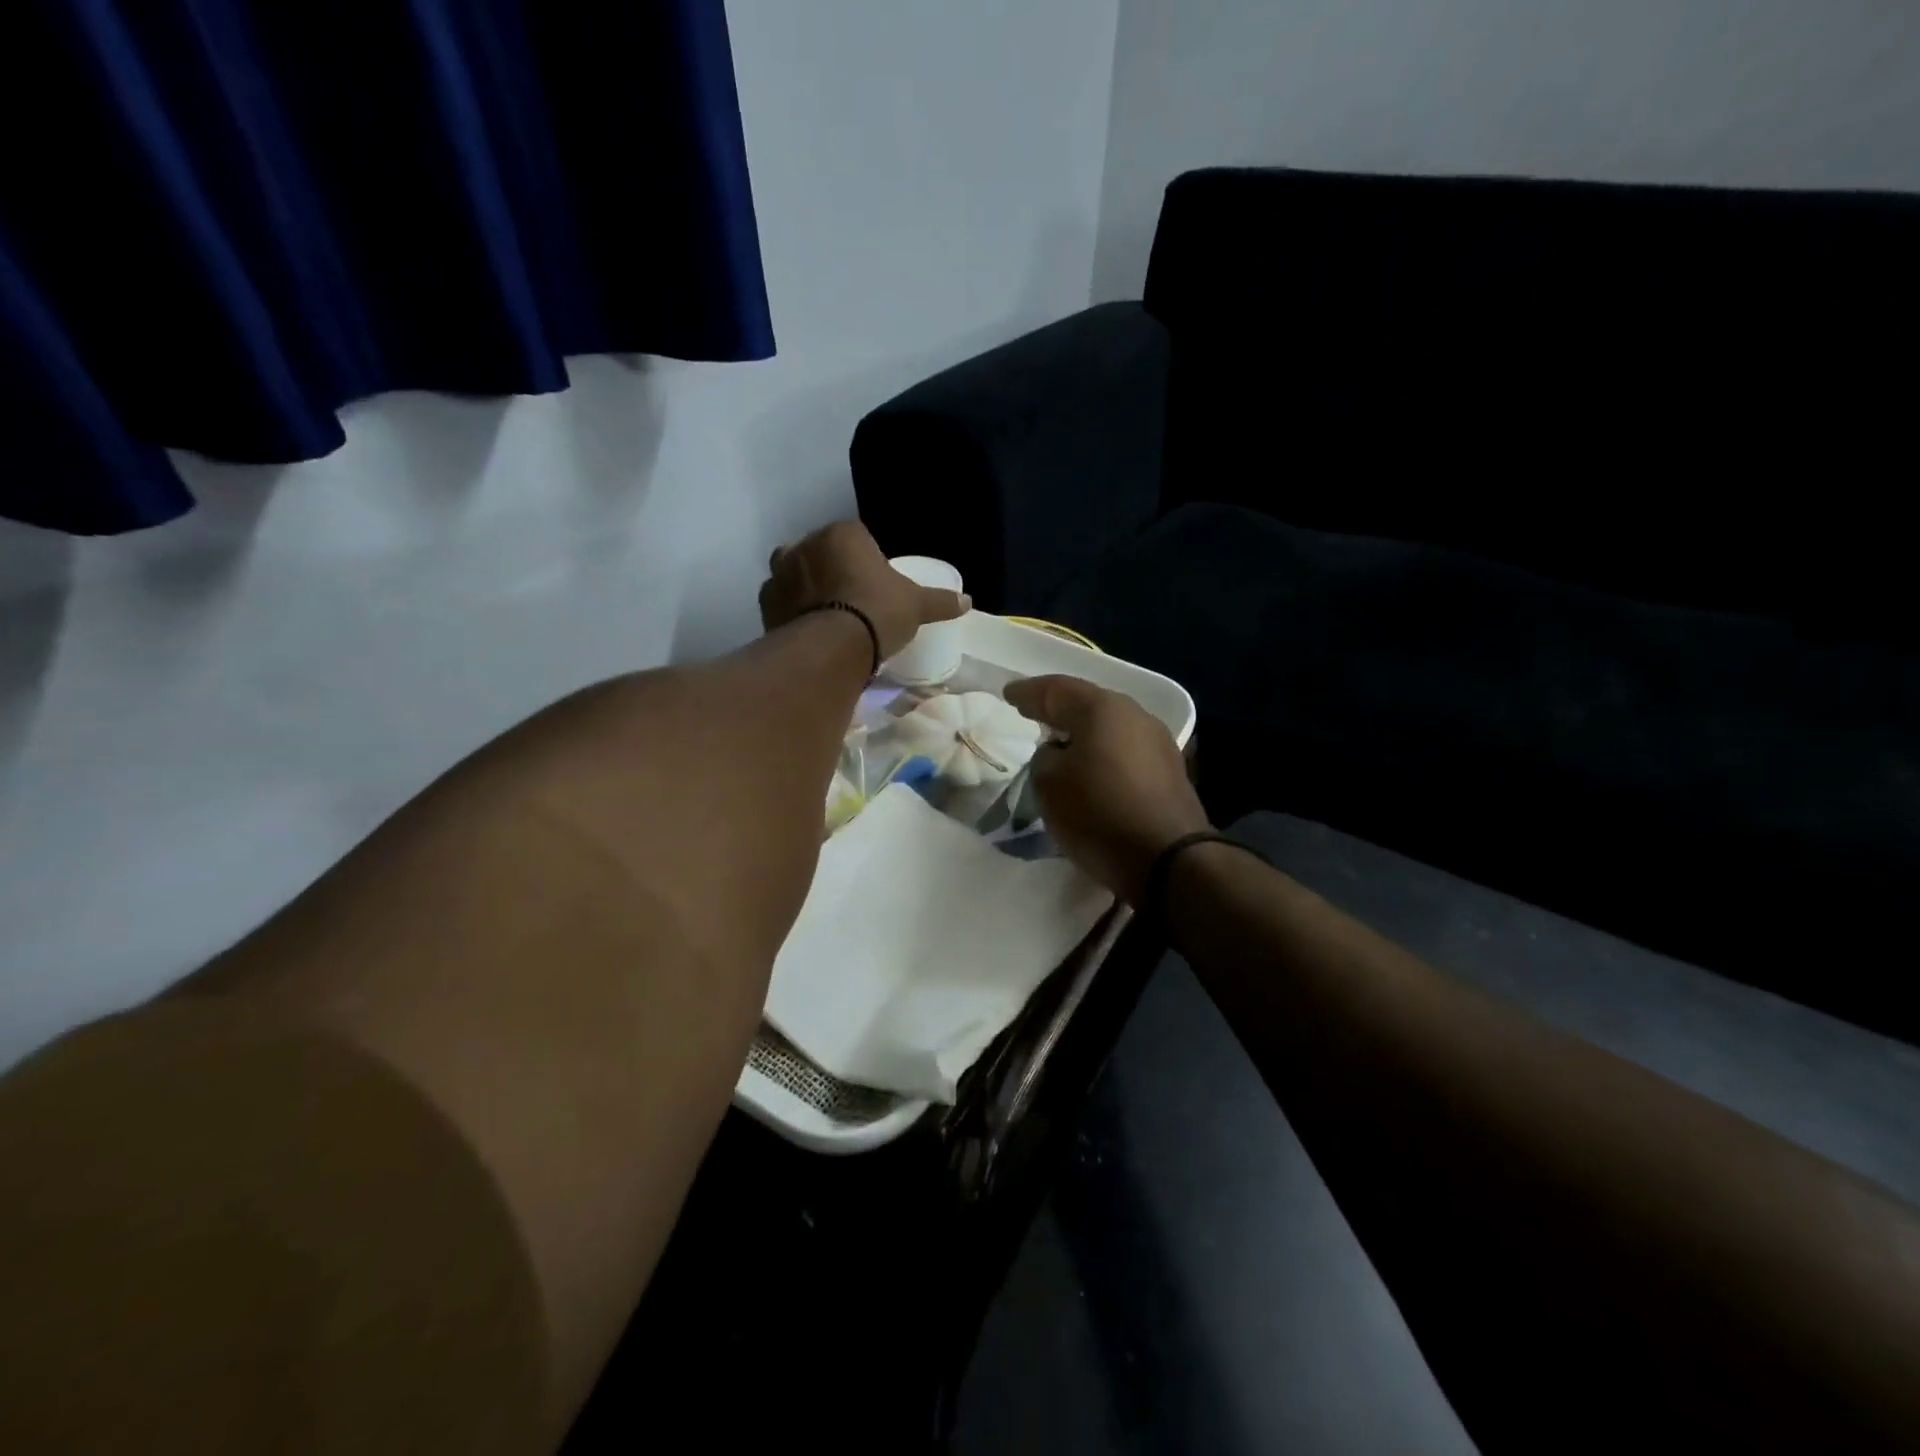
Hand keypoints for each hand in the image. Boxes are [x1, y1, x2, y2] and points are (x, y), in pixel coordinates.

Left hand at [758, 521, 969, 659]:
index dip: (863, 558)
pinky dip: (790, 611)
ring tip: (825, 614)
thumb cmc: (879, 613)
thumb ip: (939, 601)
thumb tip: (968, 602)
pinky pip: (780, 602)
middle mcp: (805, 545)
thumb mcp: (916, 606)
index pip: (854, 536)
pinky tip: (806, 629)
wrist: (833, 648)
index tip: (873, 583)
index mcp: (842, 534)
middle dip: (830, 569)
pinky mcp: (766, 604)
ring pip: (794, 574)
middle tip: (849, 599)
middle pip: (819, 552)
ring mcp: (780, 573)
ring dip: (805, 588)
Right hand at [1003, 675, 1208, 904]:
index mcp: (1102, 709)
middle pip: (1088, 704)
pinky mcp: (1170, 772)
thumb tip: (1059, 754)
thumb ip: (1044, 758)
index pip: (1056, 690)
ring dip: (1083, 734)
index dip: (1028, 693)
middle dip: (1059, 709)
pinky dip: (1103, 754)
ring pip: (1109, 728)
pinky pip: (1124, 751)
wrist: (1169, 861)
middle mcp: (1135, 715)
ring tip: (1060, 744)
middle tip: (1033, 713)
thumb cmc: (1100, 814)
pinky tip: (1091, 769)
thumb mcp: (1049, 785)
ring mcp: (1158, 743)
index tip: (1008, 694)